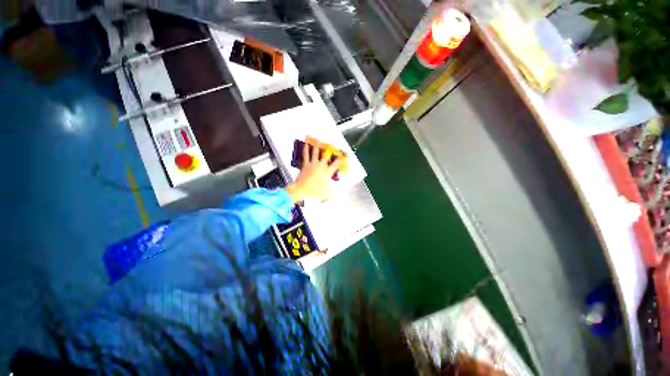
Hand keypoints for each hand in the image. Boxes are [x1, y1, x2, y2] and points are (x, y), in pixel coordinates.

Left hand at [285, 143, 344, 202]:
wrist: (302, 189)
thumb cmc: (315, 191)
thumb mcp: (326, 194)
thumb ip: (333, 195)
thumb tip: (338, 199)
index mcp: (327, 172)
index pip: (336, 164)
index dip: (341, 159)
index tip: (344, 156)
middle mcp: (321, 166)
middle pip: (326, 156)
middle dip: (330, 150)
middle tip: (332, 144)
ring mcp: (313, 164)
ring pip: (316, 153)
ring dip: (317, 146)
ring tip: (317, 139)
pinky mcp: (305, 164)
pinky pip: (306, 155)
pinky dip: (306, 149)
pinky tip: (305, 144)